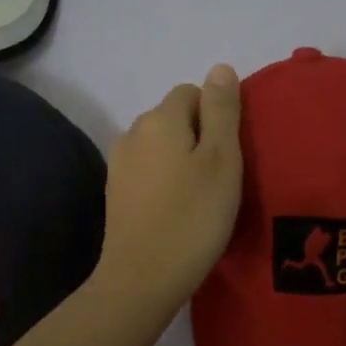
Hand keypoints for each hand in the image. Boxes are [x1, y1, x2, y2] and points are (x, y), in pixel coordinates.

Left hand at [96, 65, 243, 317]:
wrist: (142, 278)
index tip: (229, 154)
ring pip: (161, 146)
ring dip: (181, 160)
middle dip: (199, 137)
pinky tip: (176, 210)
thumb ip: (222, 110)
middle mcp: (132, 132)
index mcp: (159, 118)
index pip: (192, 92)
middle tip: (220, 178)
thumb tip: (220, 68)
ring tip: (200, 197)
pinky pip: (148, 171)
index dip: (216, 116)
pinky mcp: (116, 193)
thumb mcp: (221, 159)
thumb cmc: (193, 216)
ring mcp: (119, 164)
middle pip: (174, 118)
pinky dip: (164, 181)